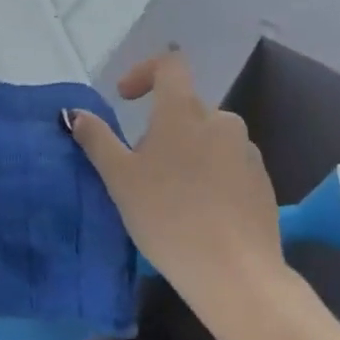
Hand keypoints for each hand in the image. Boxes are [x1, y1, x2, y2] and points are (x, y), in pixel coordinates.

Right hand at [66, 51, 280, 302]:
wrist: (235, 274)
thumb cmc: (168, 217)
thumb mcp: (119, 179)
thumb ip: (97, 139)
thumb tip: (76, 113)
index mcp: (184, 111)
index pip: (169, 65)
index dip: (144, 72)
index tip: (125, 98)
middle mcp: (221, 121)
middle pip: (185, 108)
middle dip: (160, 127)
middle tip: (140, 167)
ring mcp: (247, 151)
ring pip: (208, 137)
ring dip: (186, 151)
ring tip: (169, 194)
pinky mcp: (263, 182)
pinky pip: (229, 163)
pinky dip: (210, 174)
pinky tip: (199, 211)